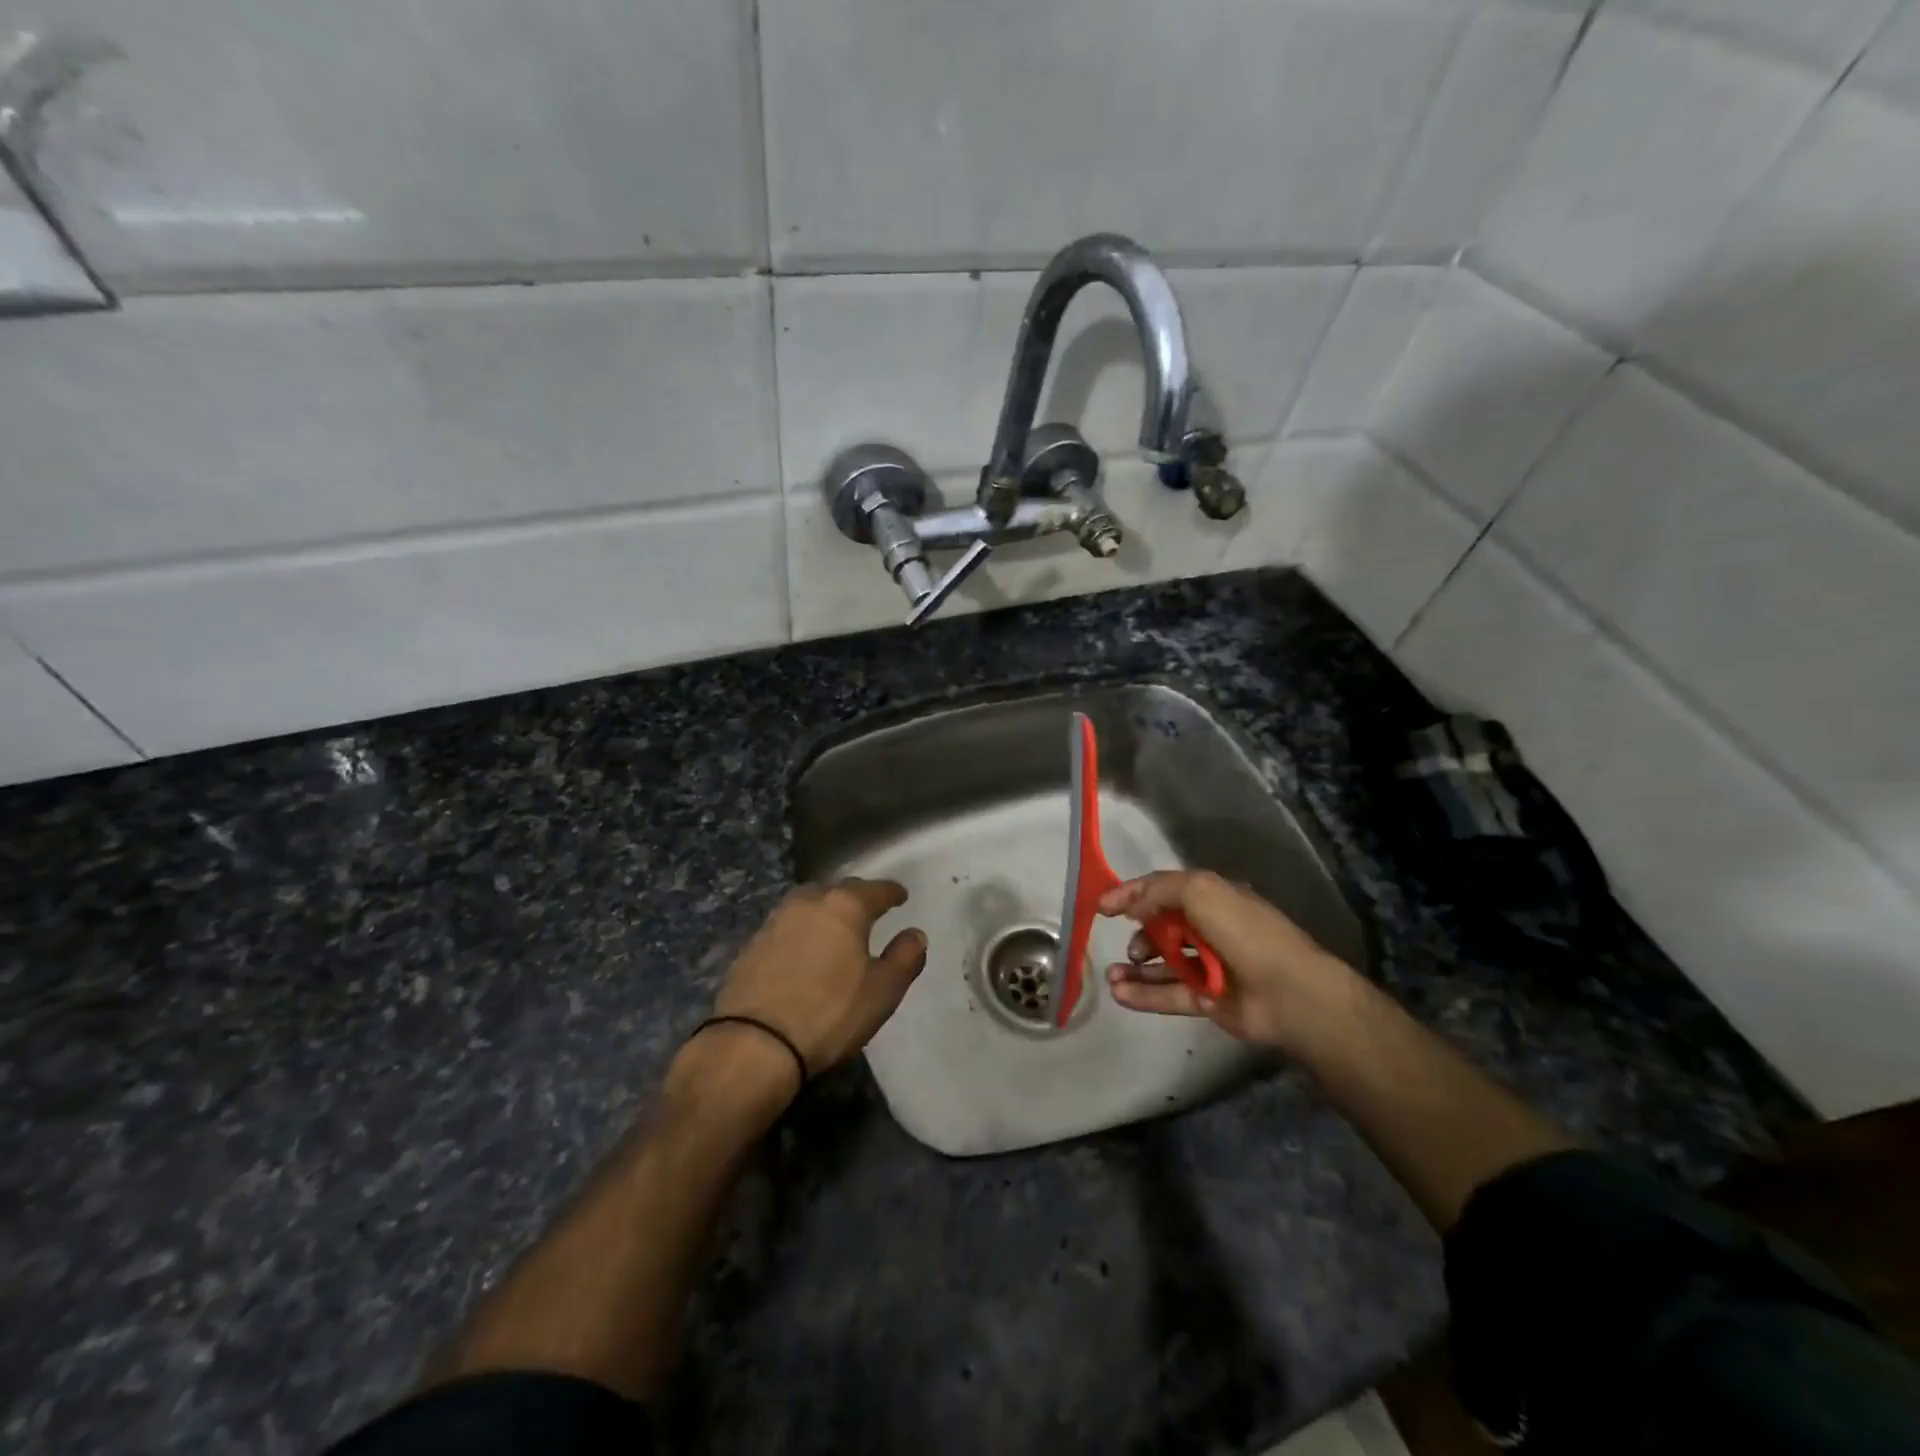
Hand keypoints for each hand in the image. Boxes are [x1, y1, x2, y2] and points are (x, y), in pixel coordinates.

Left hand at [709, 878, 927, 1075]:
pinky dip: (801, 931)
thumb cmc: (830, 1013)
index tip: (901, 896)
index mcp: (845, 905)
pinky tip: (804, 949)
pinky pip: (786, 926)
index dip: (892, 892)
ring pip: (808, 904)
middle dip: (856, 896)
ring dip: (824, 910)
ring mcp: (775, 921)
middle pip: (838, 890)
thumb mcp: (883, 991)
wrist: (755, 1043)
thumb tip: (915, 934)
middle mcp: (808, 902)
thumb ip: (905, 957)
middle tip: (869, 910)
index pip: (876, 889)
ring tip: (835, 927)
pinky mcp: (751, 944)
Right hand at [1100, 870, 1355, 1052]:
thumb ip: (1159, 891)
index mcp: (1212, 898)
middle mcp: (1210, 929)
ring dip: (1135, 968)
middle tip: (1128, 946)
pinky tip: (1119, 993)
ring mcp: (1209, 967)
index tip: (1101, 906)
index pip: (1164, 890)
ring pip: (1162, 964)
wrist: (1288, 993)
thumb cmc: (1244, 932)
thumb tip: (1133, 907)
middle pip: (1162, 928)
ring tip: (1112, 975)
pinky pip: (1169, 995)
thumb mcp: (1200, 891)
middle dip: (1138, 935)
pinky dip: (1143, 994)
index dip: (1132, 894)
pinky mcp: (1208, 1000)